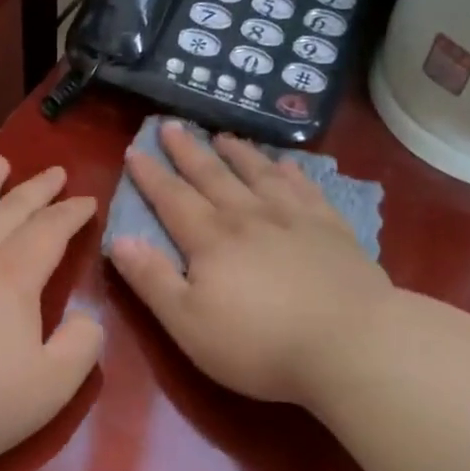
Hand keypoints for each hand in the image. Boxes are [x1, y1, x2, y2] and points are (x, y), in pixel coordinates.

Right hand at [109, 122, 391, 408]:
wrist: (350, 344)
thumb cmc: (258, 343)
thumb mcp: (187, 323)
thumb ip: (152, 279)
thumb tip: (119, 240)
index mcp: (210, 240)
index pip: (172, 199)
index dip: (150, 175)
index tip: (134, 150)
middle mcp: (248, 217)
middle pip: (212, 176)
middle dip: (188, 151)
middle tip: (171, 126)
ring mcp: (294, 219)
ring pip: (259, 174)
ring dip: (237, 153)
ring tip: (223, 136)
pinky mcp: (332, 229)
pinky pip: (305, 188)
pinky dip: (291, 172)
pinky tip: (286, 164)